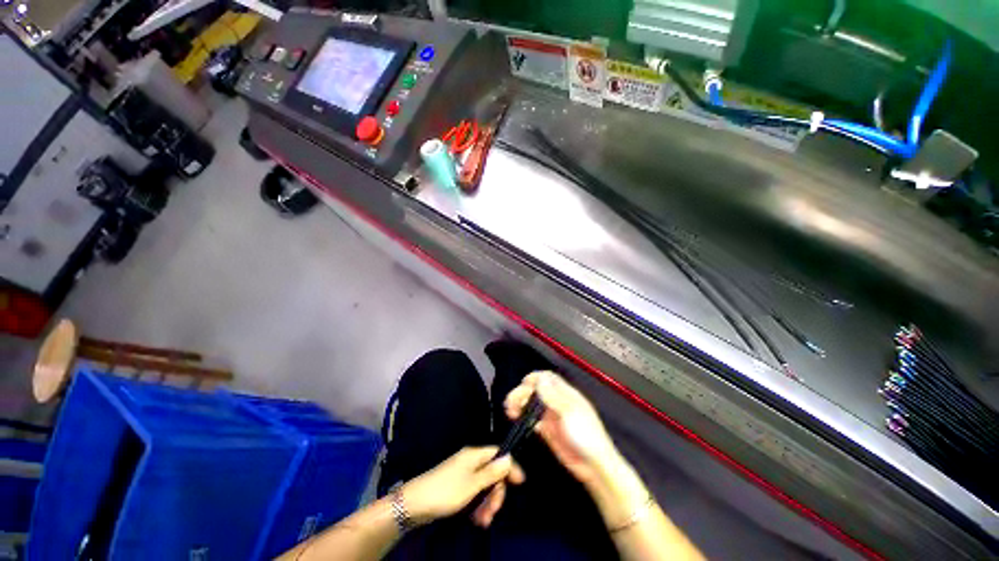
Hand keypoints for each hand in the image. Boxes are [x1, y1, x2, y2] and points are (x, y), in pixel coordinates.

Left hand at [400, 446, 524, 527]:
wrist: (415, 504)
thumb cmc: (446, 491)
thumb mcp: (472, 484)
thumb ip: (492, 472)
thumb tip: (509, 457)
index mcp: (474, 455)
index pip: (498, 454)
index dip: (509, 467)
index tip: (520, 483)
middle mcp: (470, 462)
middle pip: (492, 473)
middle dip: (496, 494)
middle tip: (493, 513)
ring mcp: (463, 475)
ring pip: (484, 487)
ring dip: (487, 504)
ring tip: (483, 522)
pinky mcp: (457, 488)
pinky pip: (474, 495)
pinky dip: (477, 506)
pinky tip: (476, 520)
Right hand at [504, 371, 620, 486]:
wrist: (595, 467)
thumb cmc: (587, 436)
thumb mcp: (570, 413)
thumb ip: (553, 396)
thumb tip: (540, 379)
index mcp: (566, 394)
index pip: (548, 378)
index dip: (534, 378)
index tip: (523, 383)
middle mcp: (558, 403)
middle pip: (537, 390)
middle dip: (523, 392)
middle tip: (511, 401)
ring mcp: (553, 417)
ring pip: (533, 404)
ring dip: (521, 404)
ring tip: (511, 411)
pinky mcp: (549, 431)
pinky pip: (534, 420)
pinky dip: (525, 418)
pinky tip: (518, 420)